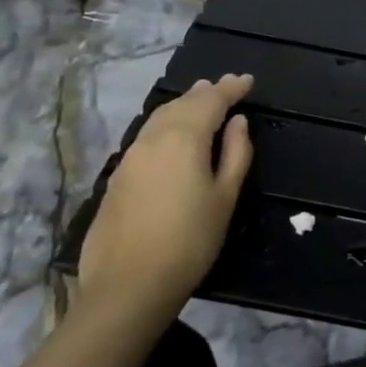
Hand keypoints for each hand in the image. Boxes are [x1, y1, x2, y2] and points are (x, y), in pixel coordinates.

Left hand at [77, 74, 253, 325]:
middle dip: (205, 92)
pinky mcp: (117, 176)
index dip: (231, 88)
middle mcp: (154, 138)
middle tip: (226, 86)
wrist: (128, 286)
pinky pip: (147, 135)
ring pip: (160, 117)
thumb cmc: (190, 241)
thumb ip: (235, 153)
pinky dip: (166, 123)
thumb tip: (238, 123)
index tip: (247, 80)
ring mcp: (130, 156)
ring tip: (199, 99)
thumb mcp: (225, 197)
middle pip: (182, 104)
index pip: (211, 100)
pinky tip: (172, 133)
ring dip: (183, 105)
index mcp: (184, 138)